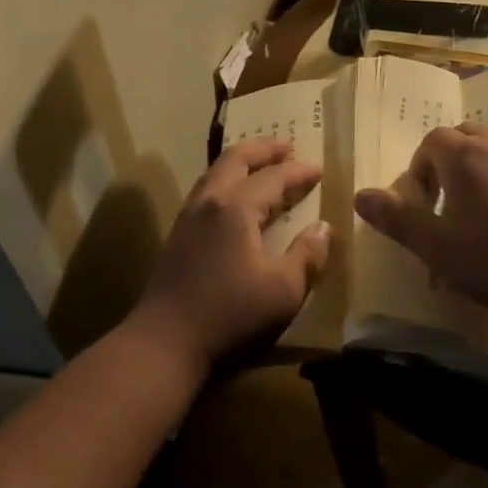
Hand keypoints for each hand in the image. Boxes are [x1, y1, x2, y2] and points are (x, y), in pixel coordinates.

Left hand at [134, 137, 330, 374]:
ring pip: (215, 173)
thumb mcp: (283, 291)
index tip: (319, 168)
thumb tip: (323, 228)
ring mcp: (188, 217)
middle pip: (236, 160)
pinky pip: (205, 191)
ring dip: (241, 162)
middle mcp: (209, 202)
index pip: (273, 178)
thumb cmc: (229, 316)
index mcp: (236, 209)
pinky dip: (225, 180)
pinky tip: (232, 198)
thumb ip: (307, 256)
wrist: (164, 343)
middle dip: (263, 149)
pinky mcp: (176, 235)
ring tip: (260, 164)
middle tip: (286, 144)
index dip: (298, 171)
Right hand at [354, 124, 487, 321]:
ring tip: (484, 215)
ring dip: (483, 173)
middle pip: (465, 137)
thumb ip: (398, 220)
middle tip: (448, 204)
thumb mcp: (440, 248)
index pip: (432, 141)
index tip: (422, 202)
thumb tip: (359, 195)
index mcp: (464, 157)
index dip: (419, 167)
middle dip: (450, 163)